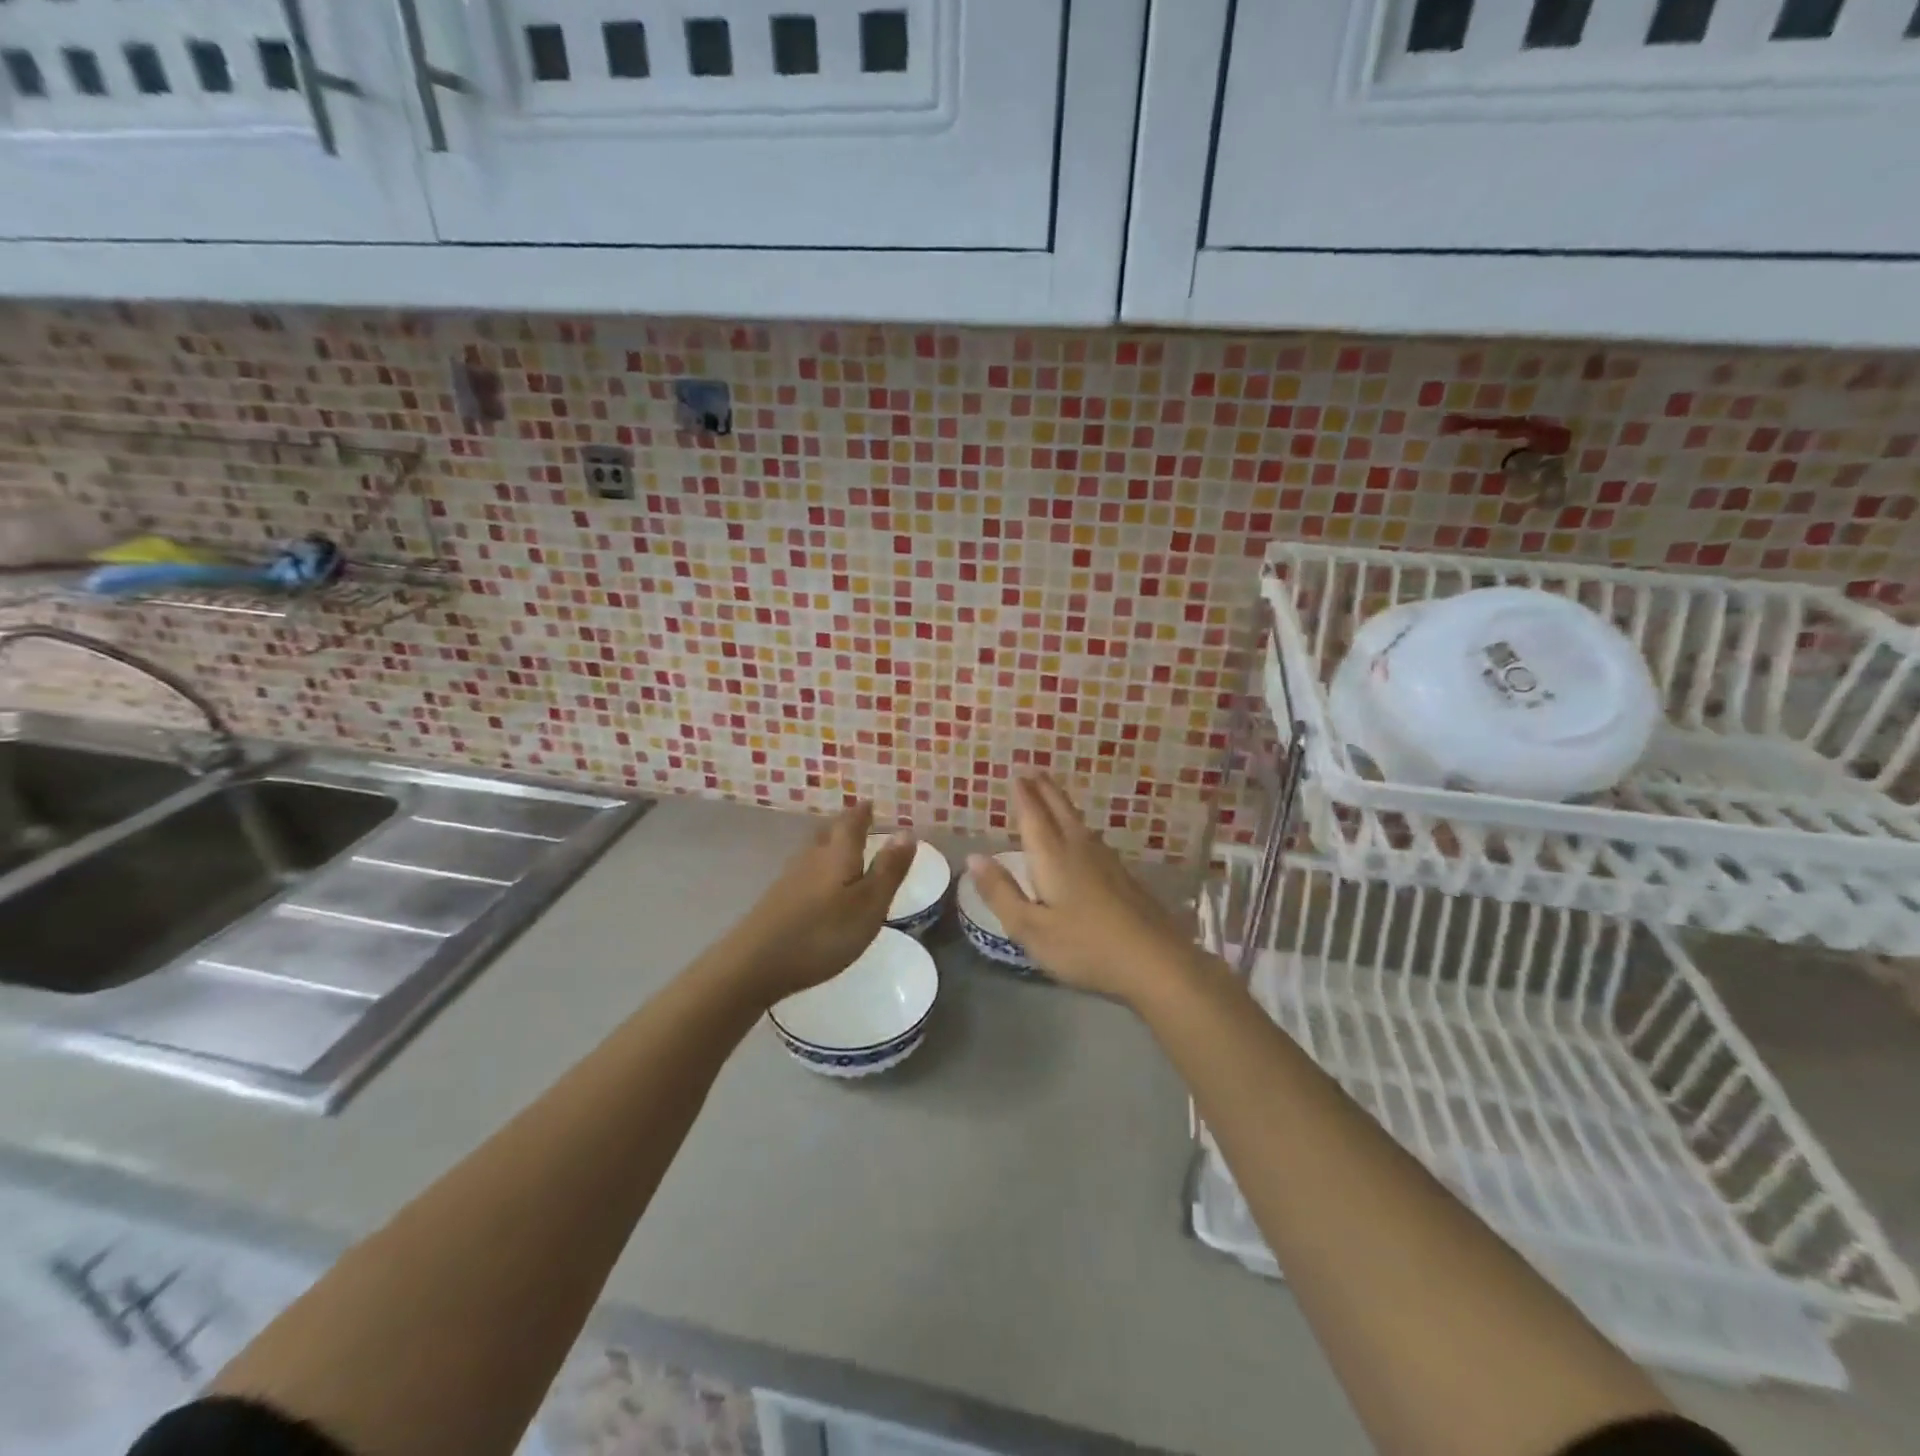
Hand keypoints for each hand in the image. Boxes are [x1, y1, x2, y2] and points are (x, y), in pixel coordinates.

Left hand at [726, 801, 915, 1004]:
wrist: (754, 963)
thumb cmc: (823, 933)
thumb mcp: (869, 905)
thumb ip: (888, 869)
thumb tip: (906, 831)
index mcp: (838, 854)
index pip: (851, 823)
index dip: (862, 813)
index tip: (869, 803)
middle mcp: (811, 858)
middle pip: (828, 833)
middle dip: (843, 826)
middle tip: (856, 821)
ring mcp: (789, 879)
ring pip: (813, 852)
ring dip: (828, 846)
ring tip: (840, 849)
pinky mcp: (775, 901)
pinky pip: (802, 873)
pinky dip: (815, 870)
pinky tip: (816, 885)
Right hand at [967, 774, 1199, 1004]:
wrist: (1154, 961)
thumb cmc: (1084, 947)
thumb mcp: (1030, 928)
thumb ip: (1000, 892)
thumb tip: (974, 857)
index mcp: (1053, 858)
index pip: (1033, 817)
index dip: (1024, 796)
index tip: (1016, 774)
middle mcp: (1079, 850)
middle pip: (1060, 811)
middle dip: (1045, 790)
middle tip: (1034, 770)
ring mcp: (1106, 862)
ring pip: (1079, 822)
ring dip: (1063, 804)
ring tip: (1053, 795)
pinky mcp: (1123, 877)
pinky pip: (1093, 838)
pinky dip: (1079, 826)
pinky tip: (1083, 837)